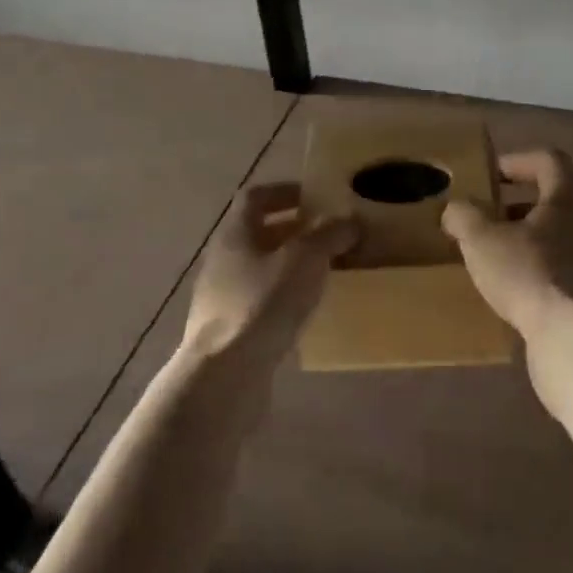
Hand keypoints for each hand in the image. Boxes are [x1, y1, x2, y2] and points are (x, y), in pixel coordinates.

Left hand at [183, 182, 356, 365]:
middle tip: (330, 234)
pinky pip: (260, 304)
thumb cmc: (261, 305)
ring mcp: (221, 299)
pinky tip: (307, 313)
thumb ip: (329, 234)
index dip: (284, 191)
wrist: (222, 380)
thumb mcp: (305, 259)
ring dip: (291, 267)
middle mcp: (223, 260)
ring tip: (325, 273)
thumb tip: (350, 220)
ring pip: (261, 270)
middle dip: (295, 231)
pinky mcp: (229, 334)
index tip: (315, 196)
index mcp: (235, 233)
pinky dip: (284, 300)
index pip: (255, 197)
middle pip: (259, 234)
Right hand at [442, 149, 572, 342]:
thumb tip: (454, 210)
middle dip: (513, 205)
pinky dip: (521, 273)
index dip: (520, 160)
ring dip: (515, 241)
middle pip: (548, 201)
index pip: (550, 161)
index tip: (492, 174)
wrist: (570, 339)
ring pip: (545, 239)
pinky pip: (544, 273)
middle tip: (482, 215)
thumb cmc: (527, 272)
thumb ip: (464, 216)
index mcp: (561, 201)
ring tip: (482, 254)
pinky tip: (496, 289)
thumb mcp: (482, 238)